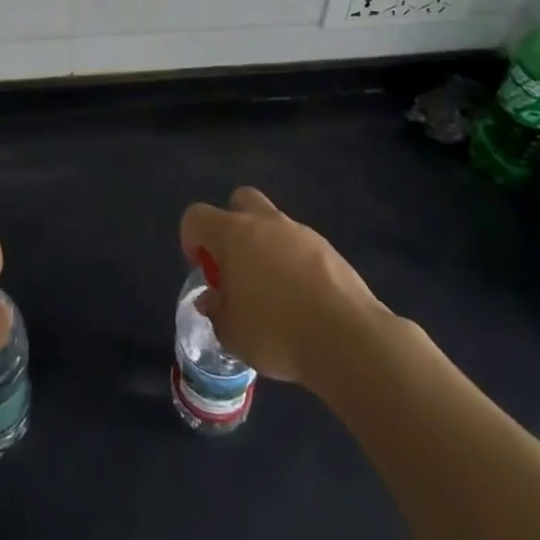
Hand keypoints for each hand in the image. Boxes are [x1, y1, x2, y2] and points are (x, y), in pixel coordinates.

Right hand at [179, 187, 385, 385]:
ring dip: (265, 246)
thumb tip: (212, 299)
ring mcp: (301, 233)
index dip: (191, 239)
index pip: (196, 216)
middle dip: (231, 225)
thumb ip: (216, 311)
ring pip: (273, 224)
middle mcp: (266, 223)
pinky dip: (294, 263)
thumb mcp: (232, 333)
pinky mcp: (330, 250)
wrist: (348, 339)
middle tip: (235, 265)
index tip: (204, 271)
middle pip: (240, 200)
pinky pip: (300, 246)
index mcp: (234, 234)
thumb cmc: (277, 332)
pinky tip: (301, 300)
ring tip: (272, 292)